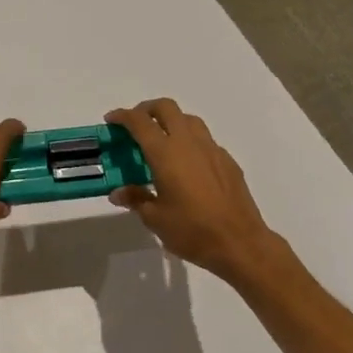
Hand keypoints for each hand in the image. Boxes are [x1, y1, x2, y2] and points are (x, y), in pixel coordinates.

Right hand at [105, 99, 293, 287]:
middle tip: (135, 124)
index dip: (122, 116)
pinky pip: (205, 140)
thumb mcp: (154, 218)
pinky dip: (190, 141)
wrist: (240, 244)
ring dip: (171, 121)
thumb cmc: (192, 231)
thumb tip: (118, 193)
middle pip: (166, 108)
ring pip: (189, 119)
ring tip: (161, 141)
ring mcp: (212, 150)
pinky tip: (186, 165)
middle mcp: (189, 143)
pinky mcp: (227, 161)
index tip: (111, 120)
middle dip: (147, 109)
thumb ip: (136, 198)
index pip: (140, 122)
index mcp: (166, 154)